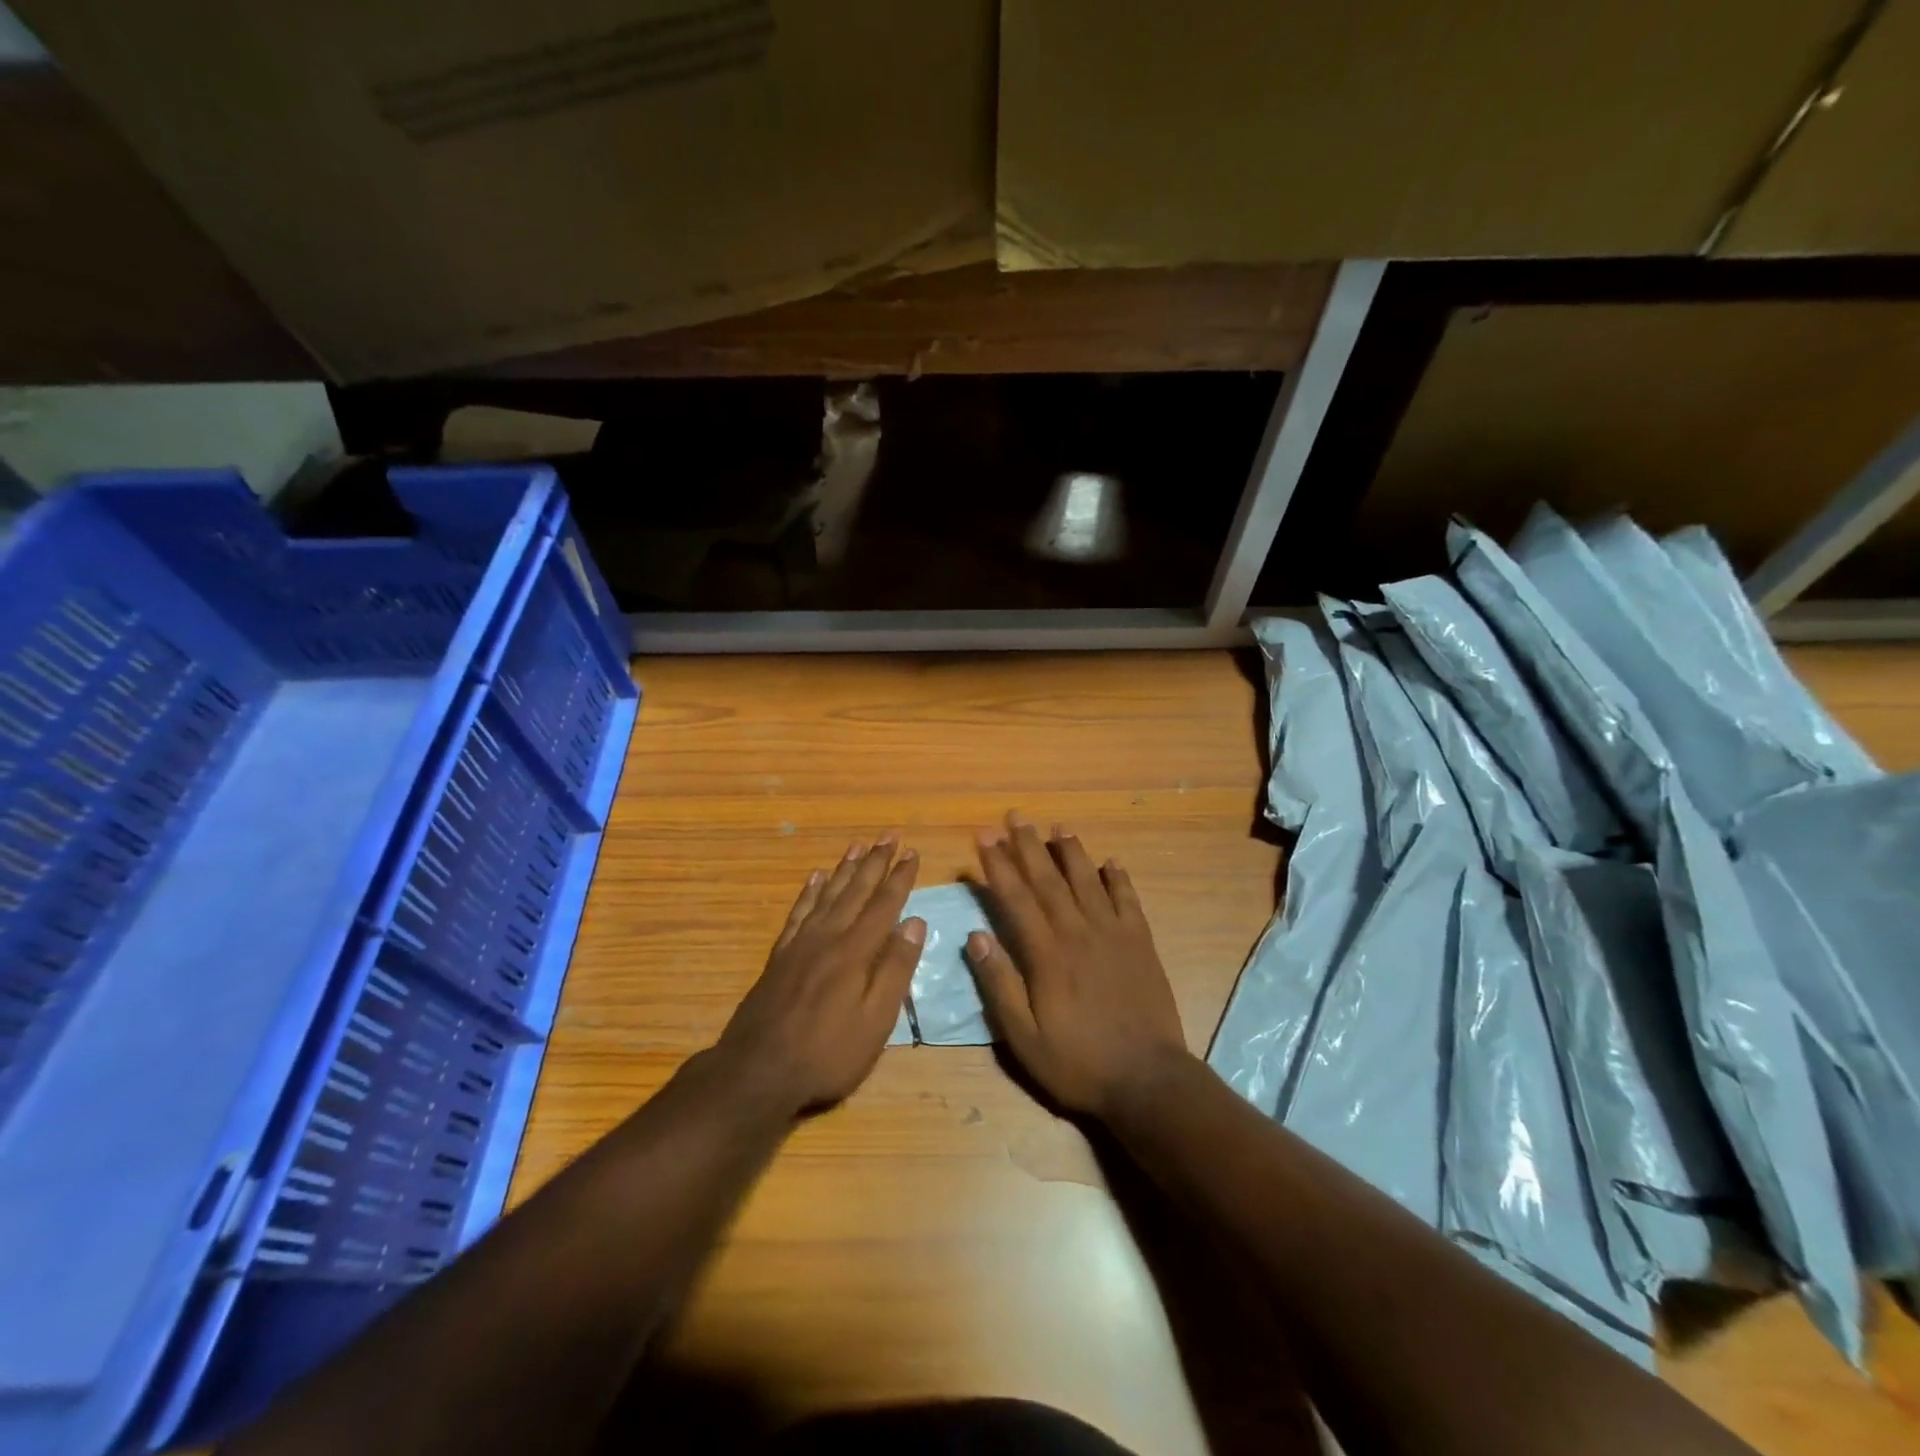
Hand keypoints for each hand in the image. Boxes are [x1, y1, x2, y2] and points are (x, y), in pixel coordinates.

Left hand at [714, 838, 922, 1117]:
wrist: (757, 1071)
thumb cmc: (827, 1053)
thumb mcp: (876, 1021)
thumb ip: (896, 969)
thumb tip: (915, 922)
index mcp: (856, 952)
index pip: (884, 904)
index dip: (900, 878)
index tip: (912, 852)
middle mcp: (828, 937)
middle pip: (856, 891)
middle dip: (875, 862)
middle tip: (889, 835)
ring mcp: (800, 944)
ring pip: (827, 894)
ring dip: (845, 868)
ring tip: (857, 845)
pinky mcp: (780, 956)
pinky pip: (798, 912)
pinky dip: (809, 891)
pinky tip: (815, 877)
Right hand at [965, 813, 1190, 1119]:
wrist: (1147, 1079)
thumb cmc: (1078, 1062)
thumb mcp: (1024, 1036)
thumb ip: (999, 984)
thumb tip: (975, 937)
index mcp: (1047, 954)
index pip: (1016, 898)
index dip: (998, 865)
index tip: (983, 837)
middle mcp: (1078, 932)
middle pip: (1049, 879)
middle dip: (1028, 845)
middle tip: (1015, 816)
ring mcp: (1114, 934)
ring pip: (1088, 881)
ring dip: (1071, 851)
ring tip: (1058, 827)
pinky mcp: (1141, 943)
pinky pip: (1128, 900)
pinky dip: (1118, 878)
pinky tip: (1110, 862)